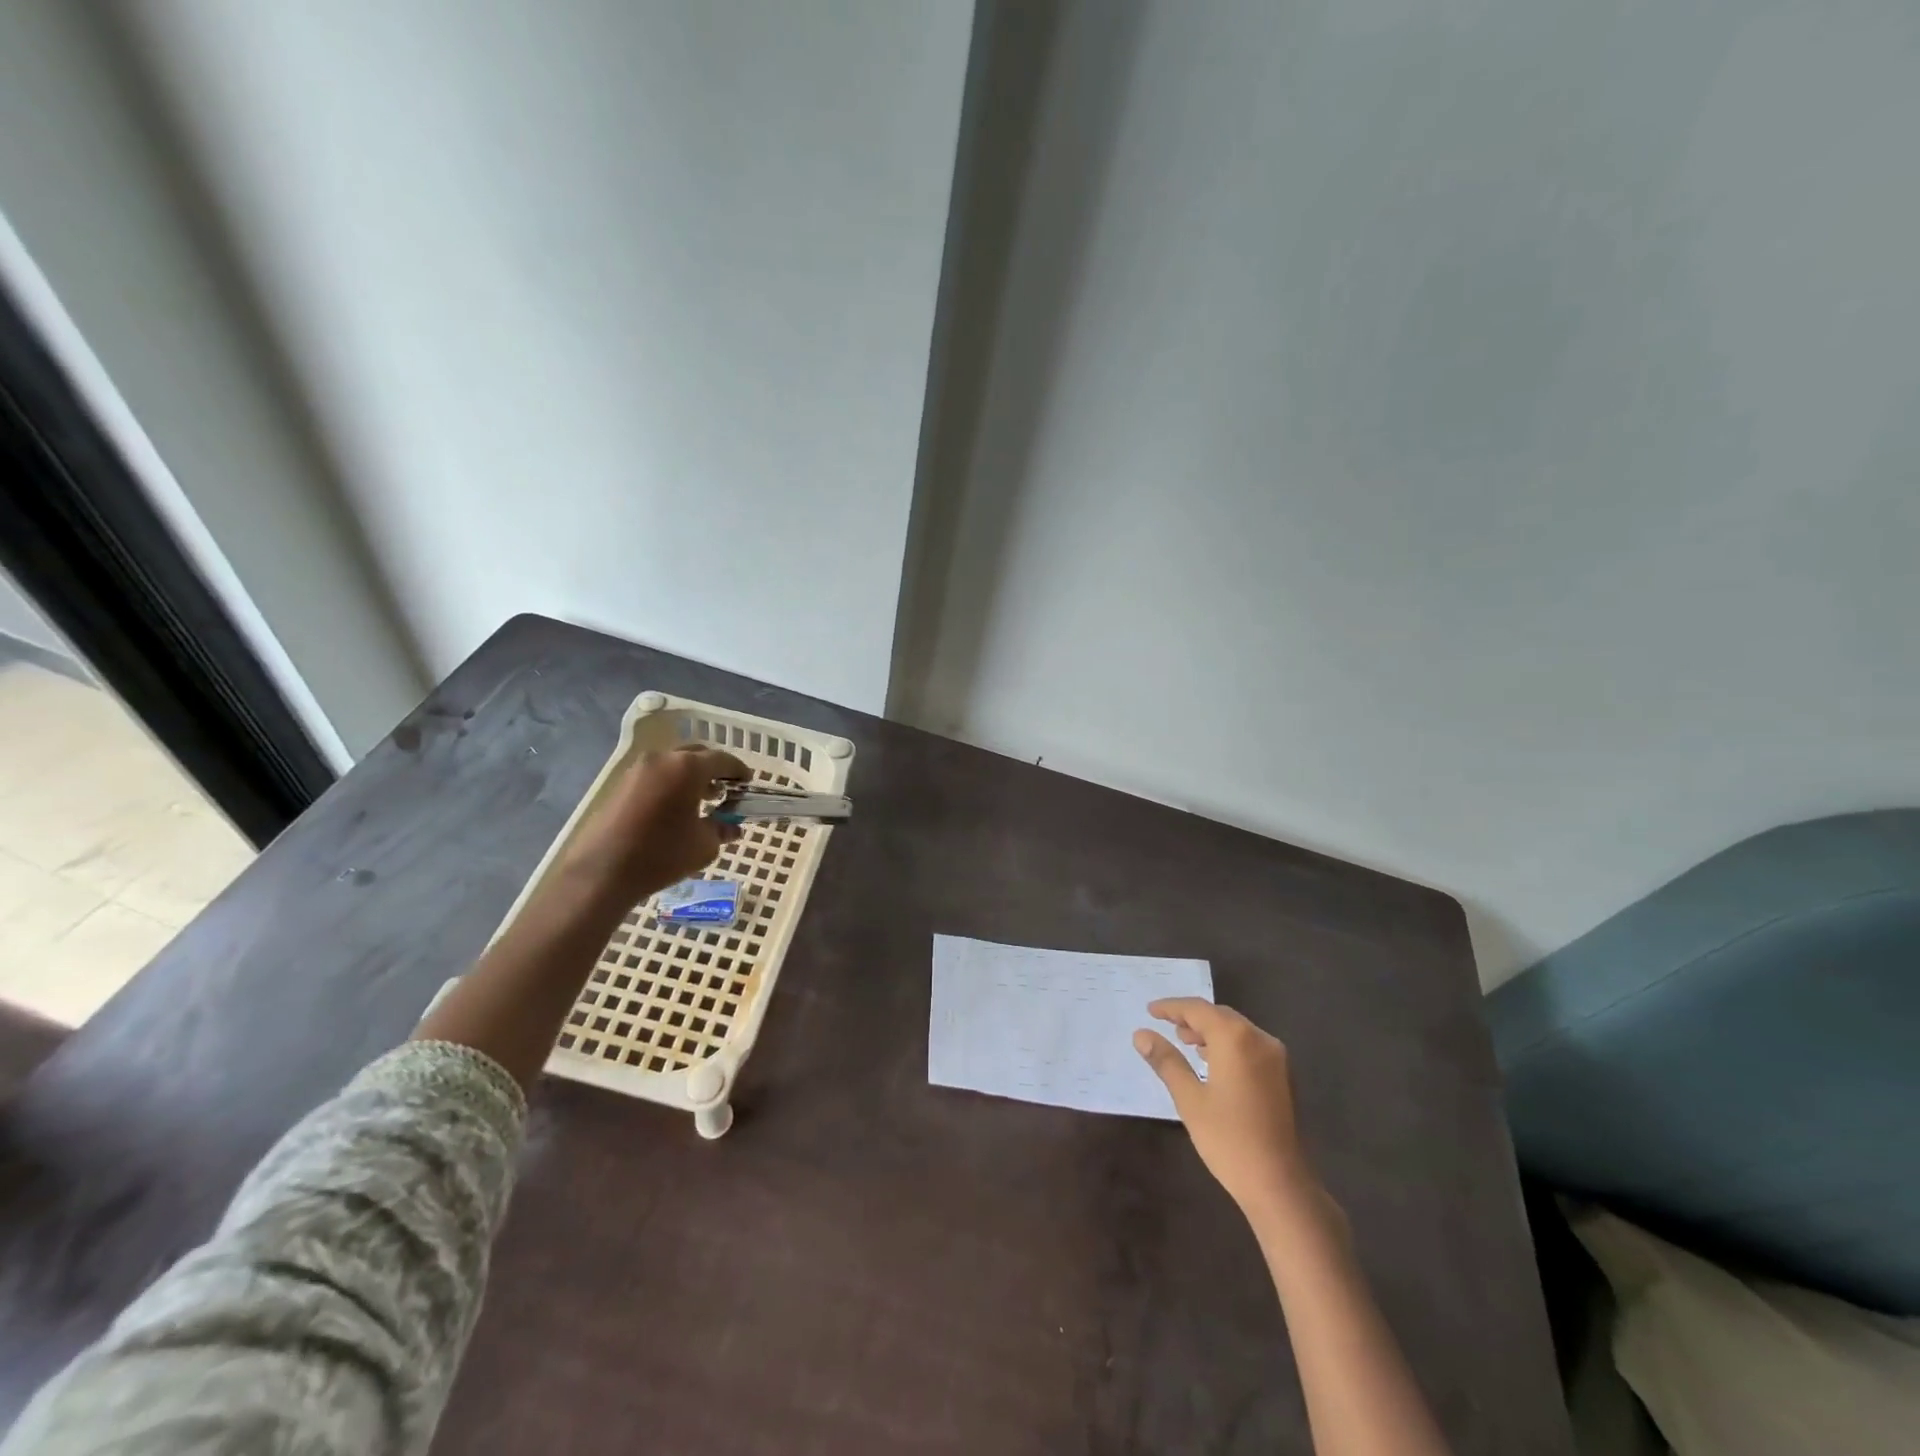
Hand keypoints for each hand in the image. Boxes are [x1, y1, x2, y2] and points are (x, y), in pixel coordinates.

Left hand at [555, 743, 749, 904]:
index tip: (747, 784)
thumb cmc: (662, 855)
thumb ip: (722, 829)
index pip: (722, 760)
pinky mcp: (621, 785)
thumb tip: (731, 827)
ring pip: (674, 764)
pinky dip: (671, 785)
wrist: (602, 872)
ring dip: (691, 777)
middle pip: (696, 756)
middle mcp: (662, 759)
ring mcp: (638, 770)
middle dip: (714, 770)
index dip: (739, 771)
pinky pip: (656, 776)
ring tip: (701, 801)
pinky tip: (675, 809)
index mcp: (687, 768)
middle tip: (725, 791)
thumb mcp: (704, 845)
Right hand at [1135, 998, 1331, 1230]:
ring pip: (1237, 1030)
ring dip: (1211, 1031)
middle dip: (1192, 1018)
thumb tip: (1141, 1035)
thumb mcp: (1189, 1099)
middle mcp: (1260, 1039)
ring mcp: (1277, 1058)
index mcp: (1235, 1038)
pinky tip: (1214, 1063)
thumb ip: (1166, 1061)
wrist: (1280, 1185)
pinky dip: (1229, 1045)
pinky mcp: (1284, 1077)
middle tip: (1166, 1026)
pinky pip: (1250, 1046)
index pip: (1198, 1009)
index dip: (1171, 1007)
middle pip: (1220, 1016)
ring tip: (1186, 1043)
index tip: (1150, 1011)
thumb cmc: (1229, 1139)